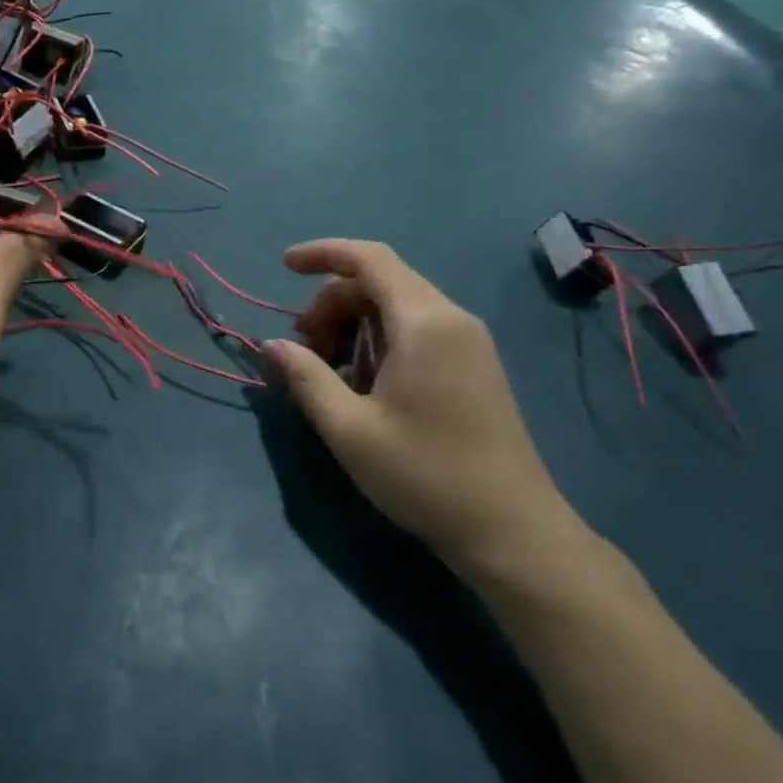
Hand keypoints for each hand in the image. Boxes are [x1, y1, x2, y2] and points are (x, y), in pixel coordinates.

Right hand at [263, 239, 582, 579]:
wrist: (511, 529)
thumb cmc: (425, 474)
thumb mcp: (350, 429)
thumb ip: (306, 378)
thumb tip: (271, 346)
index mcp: (424, 322)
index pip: (369, 259)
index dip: (322, 253)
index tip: (283, 266)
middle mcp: (451, 319)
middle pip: (379, 282)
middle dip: (331, 302)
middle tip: (303, 348)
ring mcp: (468, 342)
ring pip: (397, 306)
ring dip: (353, 323)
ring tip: (328, 370)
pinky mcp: (474, 366)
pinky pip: (416, 330)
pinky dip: (379, 340)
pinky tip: (363, 383)